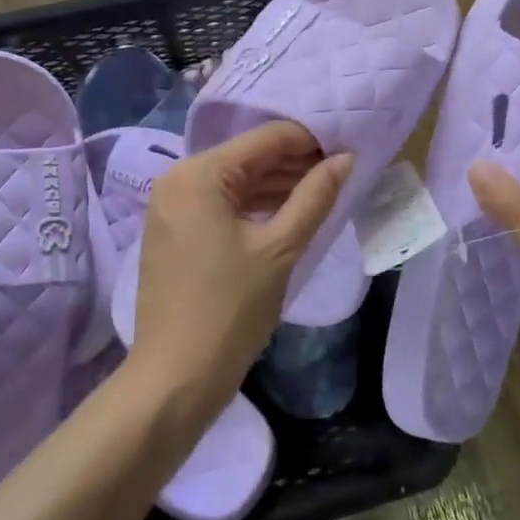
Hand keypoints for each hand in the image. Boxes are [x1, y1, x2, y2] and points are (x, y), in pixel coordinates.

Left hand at [131, 121, 353, 413]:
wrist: (174, 380)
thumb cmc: (229, 310)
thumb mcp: (280, 249)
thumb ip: (315, 196)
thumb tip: (346, 158)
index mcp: (199, 174)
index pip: (265, 139)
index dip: (310, 141)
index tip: (348, 151)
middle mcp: (179, 179)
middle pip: (249, 158)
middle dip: (295, 164)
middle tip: (341, 174)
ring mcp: (172, 206)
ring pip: (236, 182)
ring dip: (278, 185)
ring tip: (324, 192)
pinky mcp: (174, 231)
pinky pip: (221, 204)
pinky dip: (255, 206)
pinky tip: (289, 213)